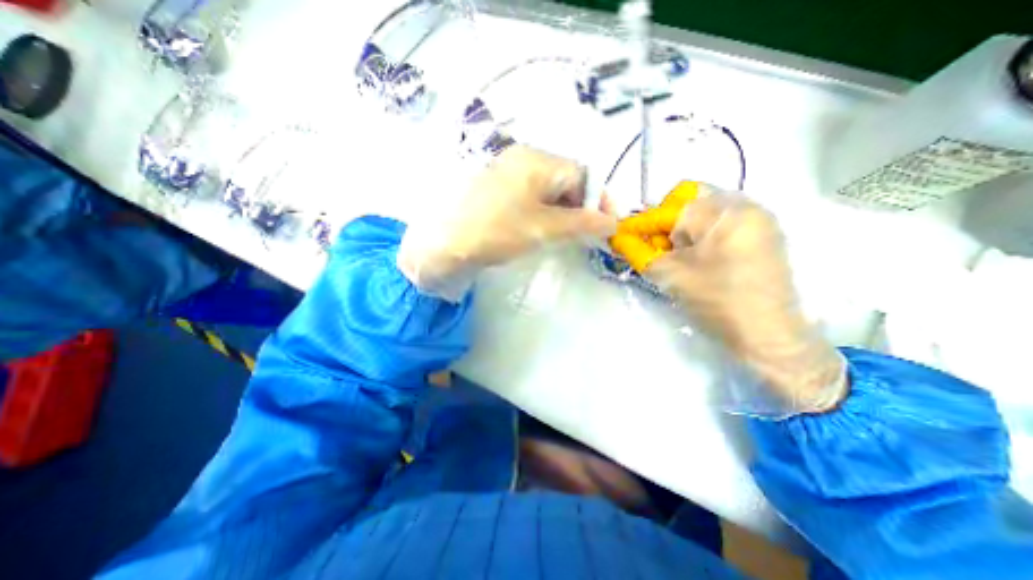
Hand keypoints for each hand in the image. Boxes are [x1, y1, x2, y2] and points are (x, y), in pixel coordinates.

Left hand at [398, 146, 615, 299]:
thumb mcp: (545, 228)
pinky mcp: (498, 187)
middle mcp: (524, 157)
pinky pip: (531, 196)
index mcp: (538, 159)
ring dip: (562, 211)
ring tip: (560, 235)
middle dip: (580, 206)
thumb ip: (582, 223)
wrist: (444, 243)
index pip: (583, 174)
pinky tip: (539, 228)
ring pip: (549, 189)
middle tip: (582, 234)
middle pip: (566, 179)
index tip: (606, 225)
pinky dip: (543, 212)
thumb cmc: (497, 231)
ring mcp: (508, 171)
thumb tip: (612, 223)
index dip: (599, 199)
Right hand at [643, 188, 846, 416]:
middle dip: (668, 224)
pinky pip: (723, 222)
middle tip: (661, 251)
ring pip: (706, 210)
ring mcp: (759, 219)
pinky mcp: (765, 234)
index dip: (643, 224)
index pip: (669, 207)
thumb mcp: (668, 274)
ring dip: (685, 229)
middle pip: (690, 200)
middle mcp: (745, 205)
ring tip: (681, 257)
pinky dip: (703, 235)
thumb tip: (619, 237)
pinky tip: (700, 259)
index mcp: (722, 211)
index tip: (626, 238)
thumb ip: (638, 251)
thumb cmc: (715, 301)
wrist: (767, 335)